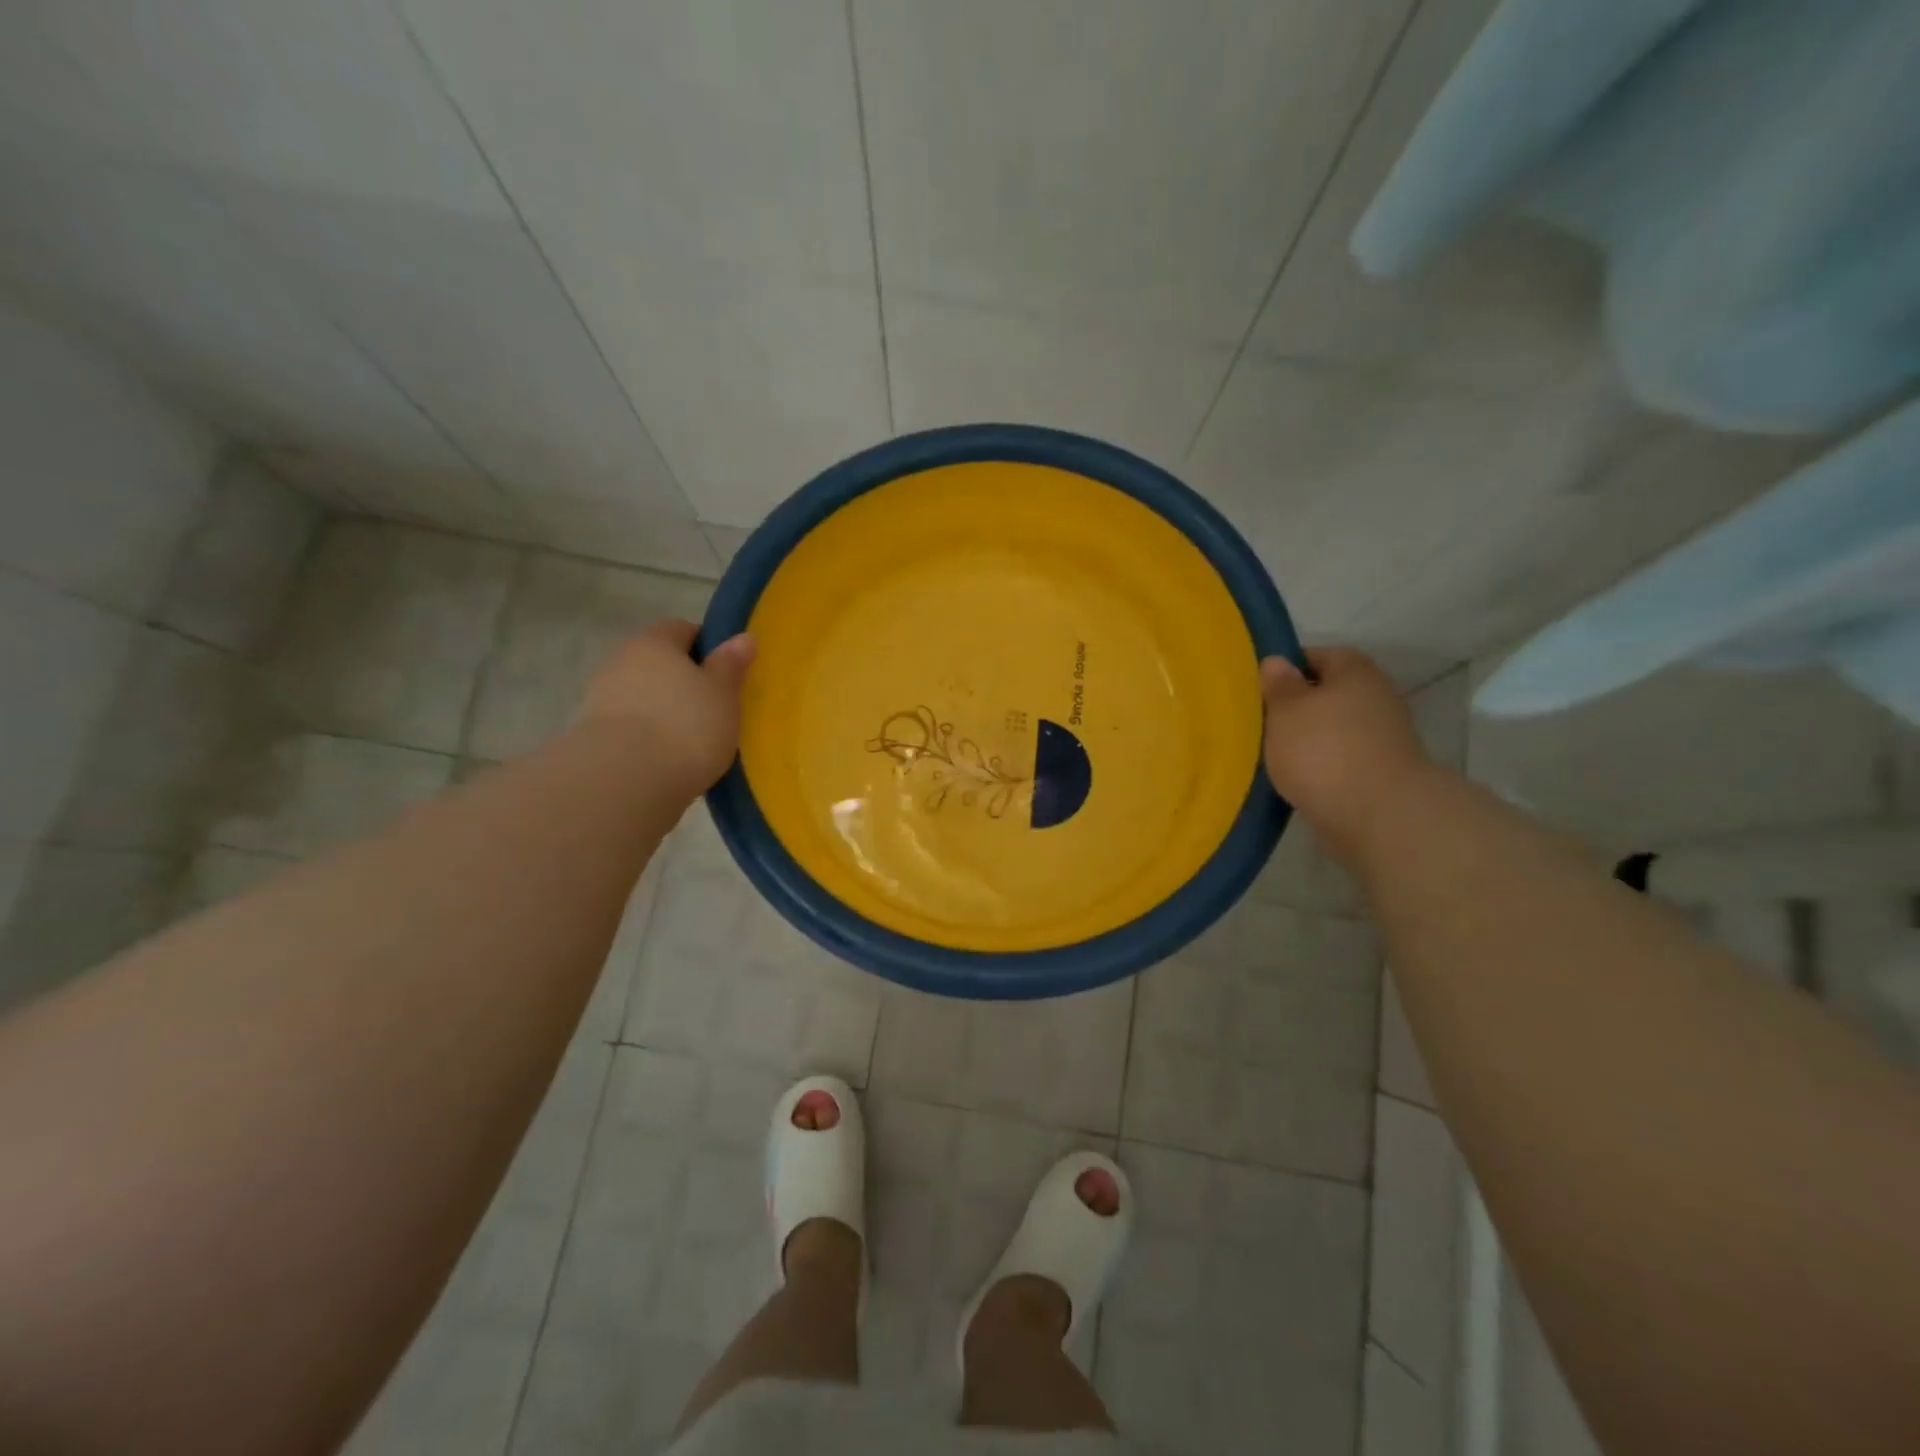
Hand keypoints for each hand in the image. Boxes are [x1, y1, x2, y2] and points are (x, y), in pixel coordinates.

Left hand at [576, 619, 754, 793]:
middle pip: (659, 663)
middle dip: (684, 681)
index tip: (728, 671)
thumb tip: (742, 637)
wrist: (626, 782)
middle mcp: (621, 662)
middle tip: (715, 707)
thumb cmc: (686, 726)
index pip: (682, 629)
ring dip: (665, 711)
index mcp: (654, 642)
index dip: (707, 646)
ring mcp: (602, 700)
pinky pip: (632, 728)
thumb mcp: (723, 693)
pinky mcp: (594, 738)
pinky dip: (651, 738)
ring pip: (644, 696)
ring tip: (695, 739)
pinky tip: (670, 759)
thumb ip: (731, 665)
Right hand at [1259, 648, 1431, 857]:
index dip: (1288, 667)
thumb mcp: (1286, 710)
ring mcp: (1383, 738)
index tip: (1260, 686)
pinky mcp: (1380, 773)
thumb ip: (1279, 685)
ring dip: (1309, 739)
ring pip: (1334, 729)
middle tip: (1261, 720)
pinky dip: (1321, 766)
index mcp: (1356, 672)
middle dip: (1298, 706)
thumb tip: (1277, 661)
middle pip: (1329, 694)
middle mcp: (1376, 698)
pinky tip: (1296, 778)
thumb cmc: (1323, 750)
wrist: (1376, 815)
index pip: (1319, 655)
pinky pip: (1341, 759)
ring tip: (1273, 753)